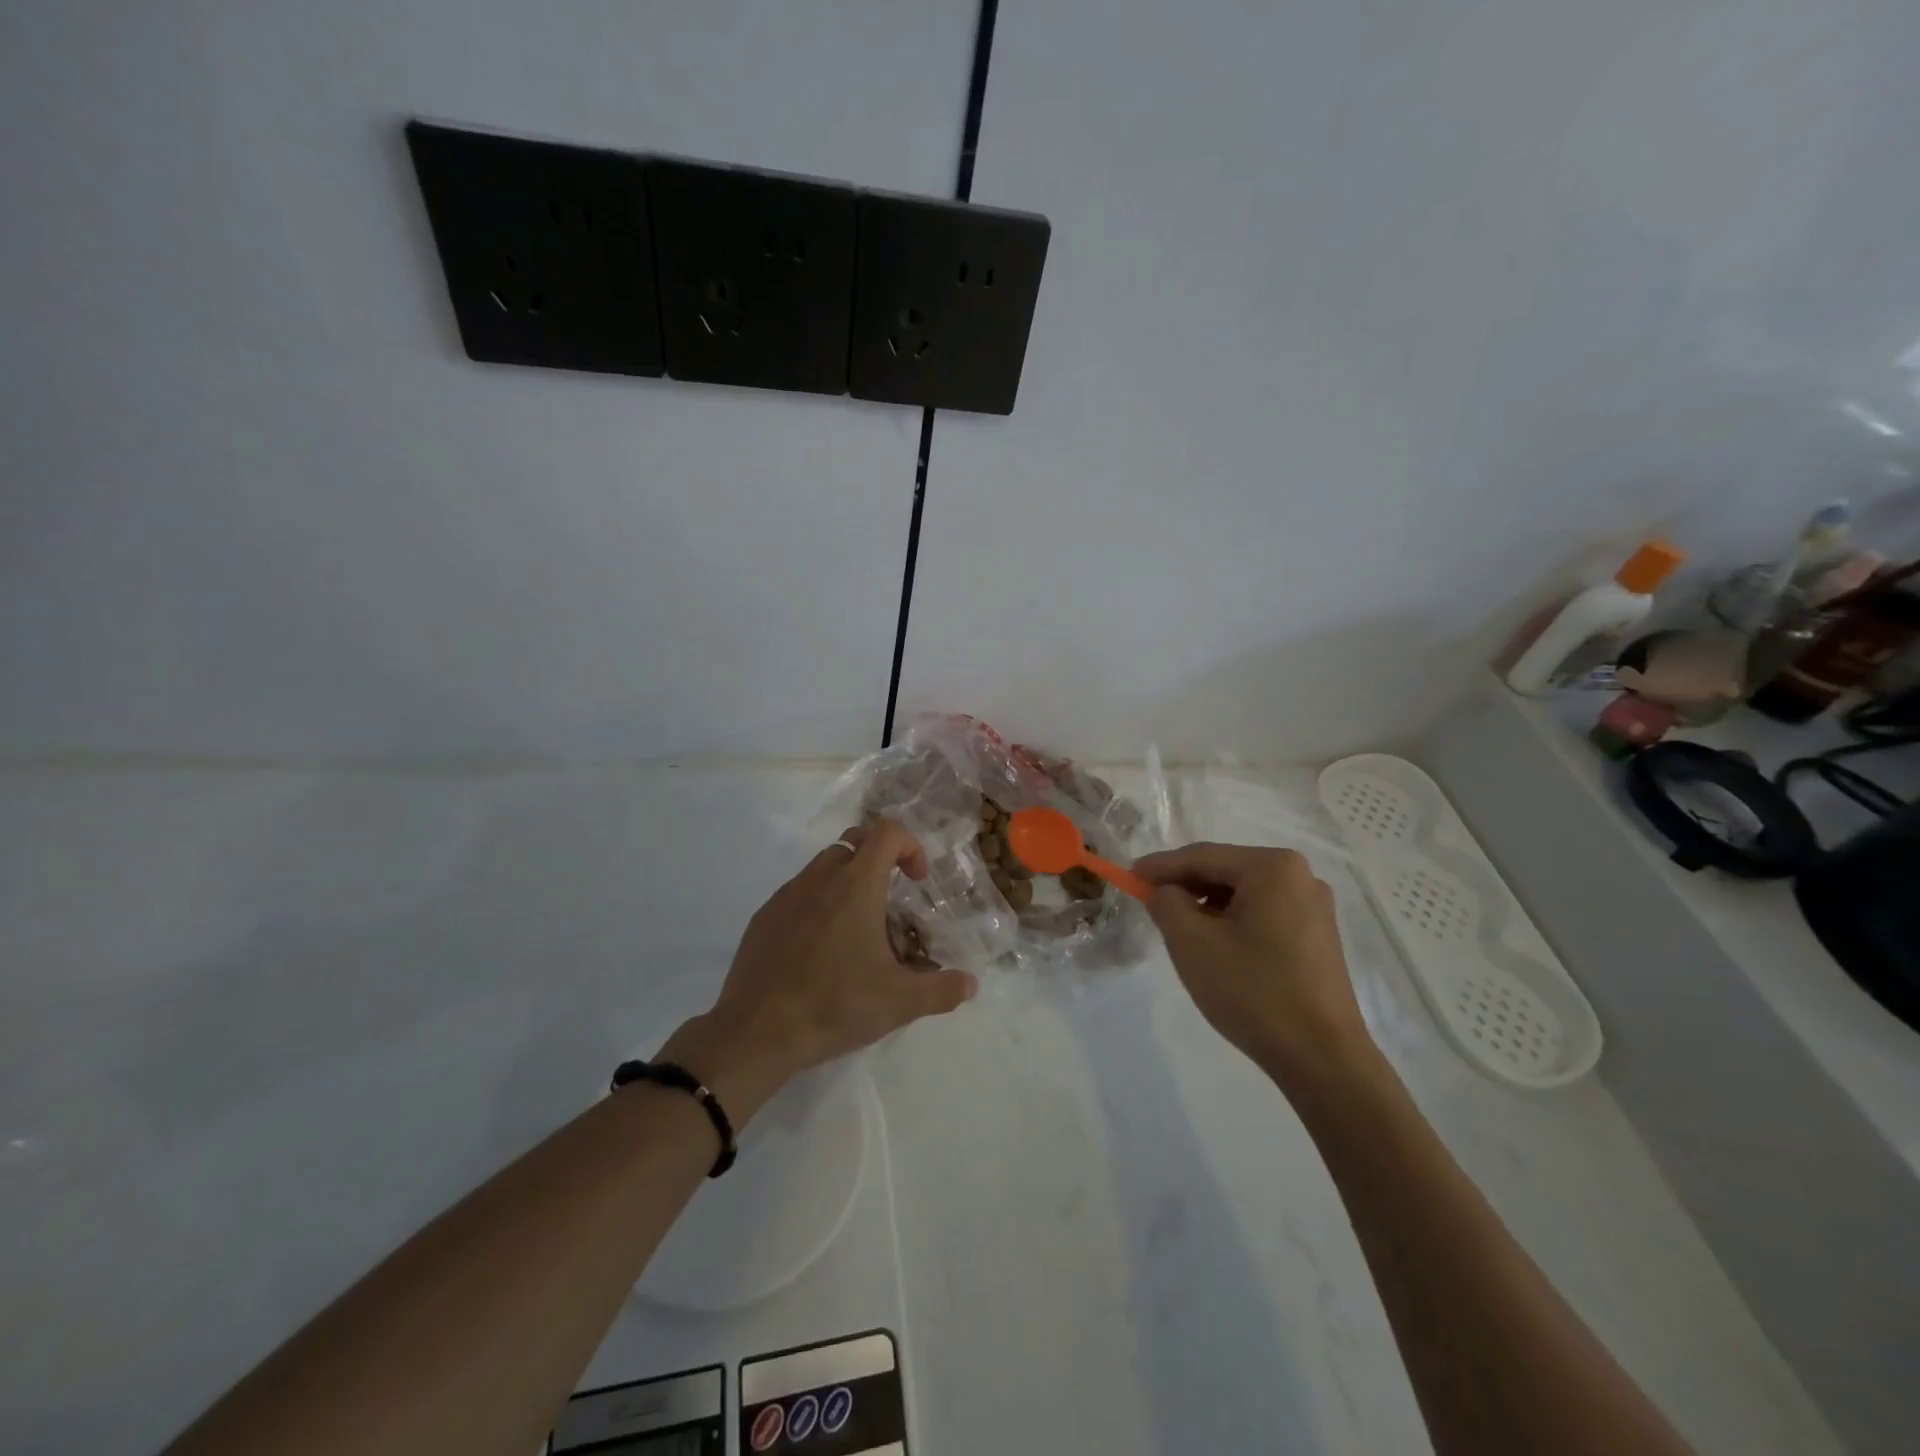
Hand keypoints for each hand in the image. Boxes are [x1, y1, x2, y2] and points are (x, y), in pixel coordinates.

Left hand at [661, 818, 976, 1121]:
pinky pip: (798, 894)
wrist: (755, 1032)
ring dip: (847, 883)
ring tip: (857, 931)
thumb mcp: (898, 1003)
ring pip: (823, 867)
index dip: (910, 846)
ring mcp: (786, 895)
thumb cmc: (833, 1006)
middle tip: (890, 902)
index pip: (887, 832)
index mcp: (856, 886)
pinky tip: (819, 951)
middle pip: (854, 843)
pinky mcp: (763, 917)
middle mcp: (820, 878)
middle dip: (879, 861)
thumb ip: (941, 990)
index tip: (917, 881)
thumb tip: (970, 984)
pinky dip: (817, 905)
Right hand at [1134, 842, 1374, 1088]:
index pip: (1202, 857)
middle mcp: (1300, 876)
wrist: (1322, 1059)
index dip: (1159, 866)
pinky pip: (1263, 913)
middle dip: (1185, 886)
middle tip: (1149, 903)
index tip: (1128, 877)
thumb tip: (1162, 890)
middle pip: (1225, 871)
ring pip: (1243, 893)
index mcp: (1273, 868)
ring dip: (1207, 905)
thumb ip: (1166, 903)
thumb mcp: (1192, 943)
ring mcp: (1314, 907)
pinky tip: (1215, 945)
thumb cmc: (1253, 992)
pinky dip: (1233, 921)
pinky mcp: (1317, 936)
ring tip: (1178, 928)